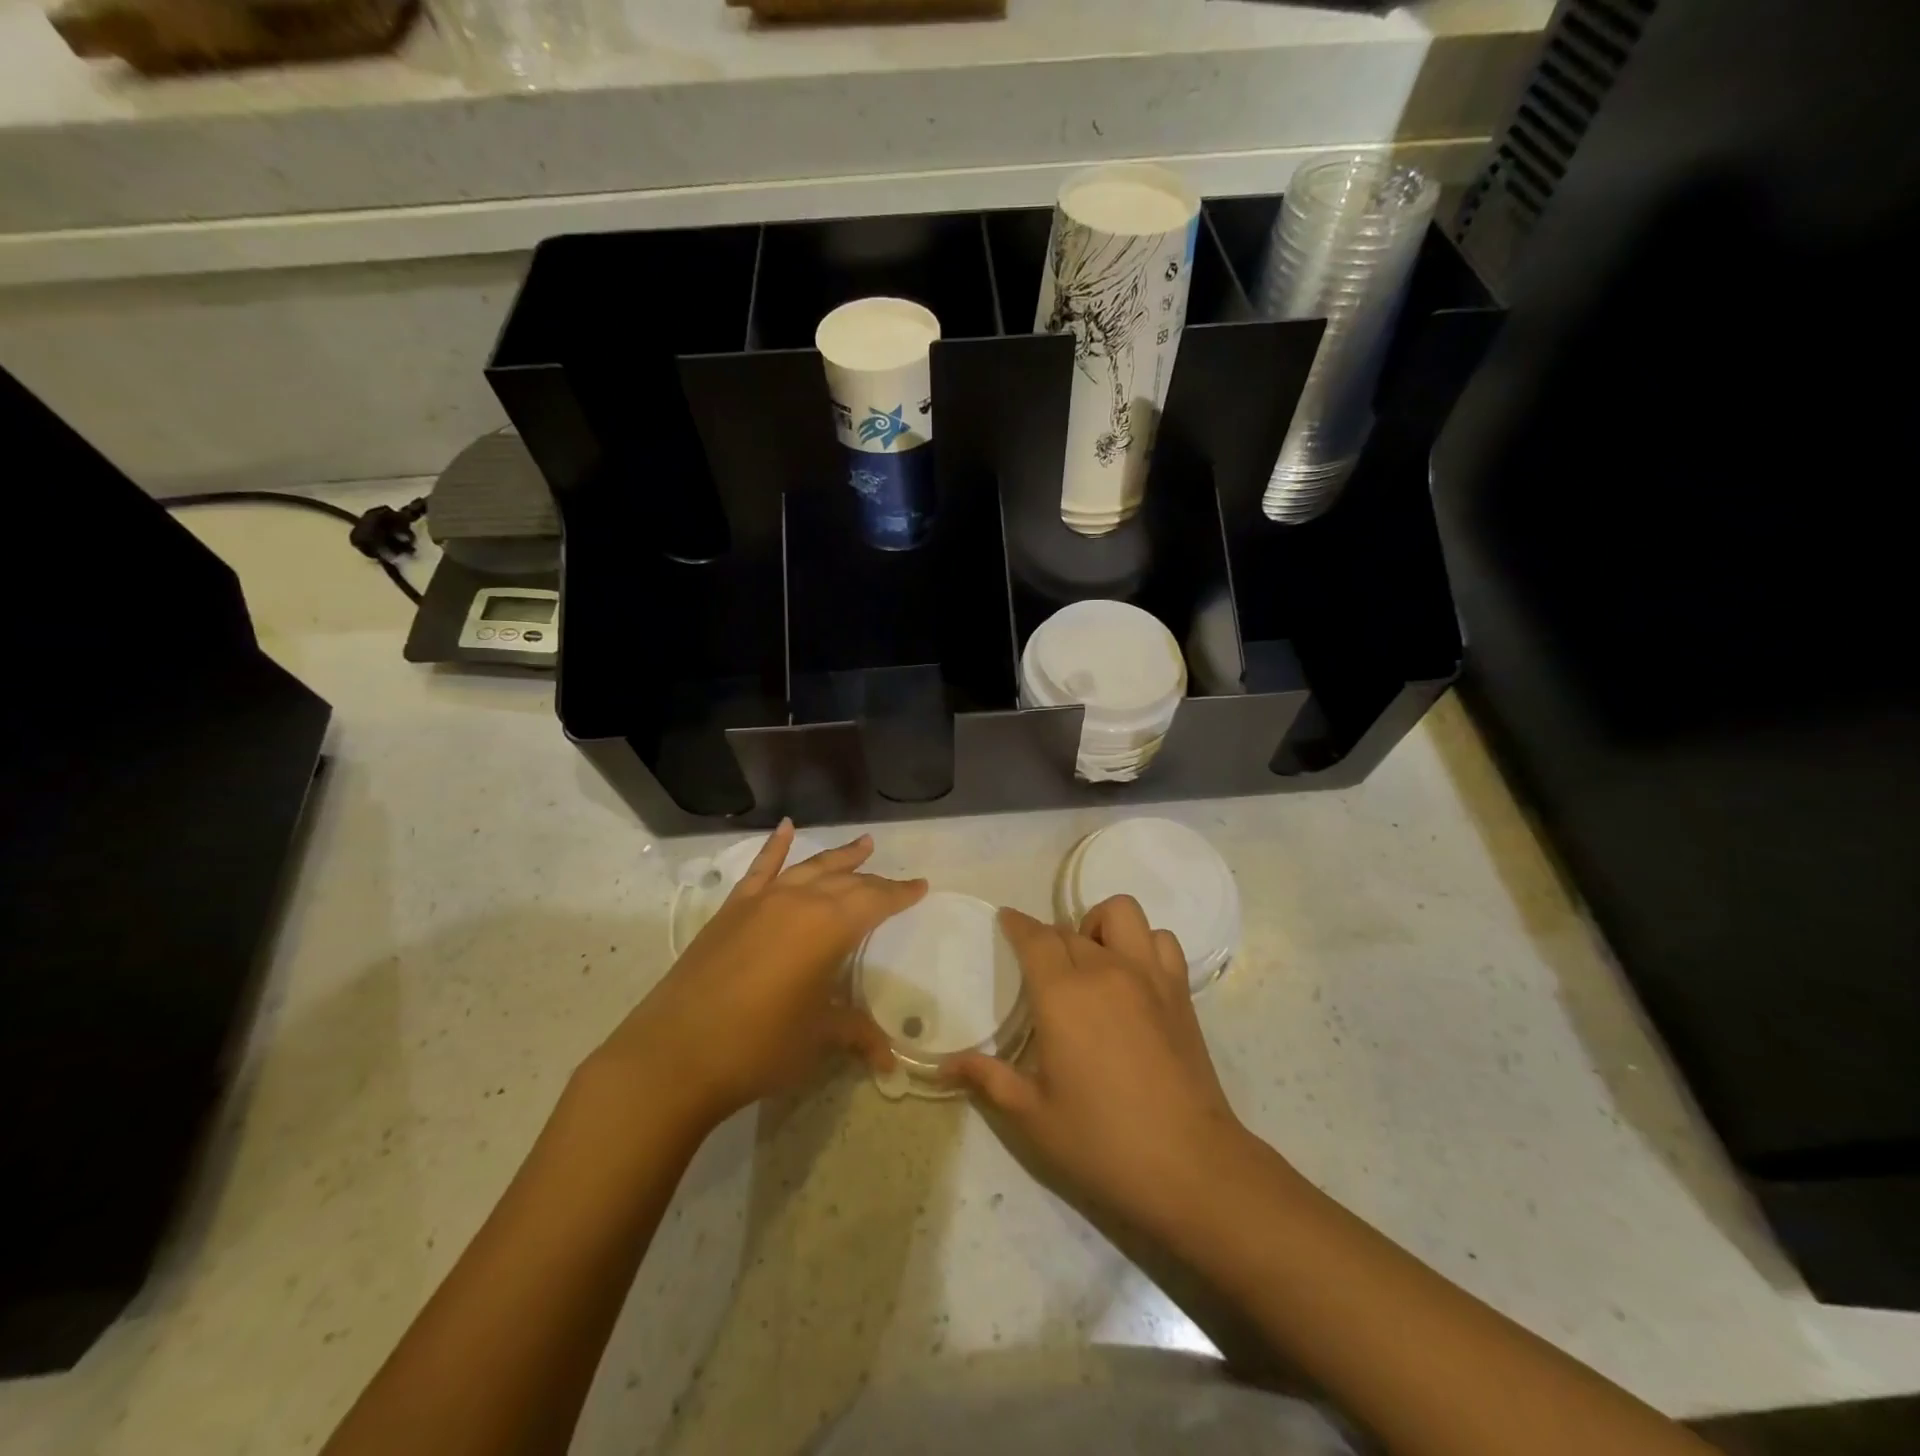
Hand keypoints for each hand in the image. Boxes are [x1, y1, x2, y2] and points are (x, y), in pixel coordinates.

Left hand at [593, 822, 926, 1128]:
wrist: (674, 1056)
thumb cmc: (759, 1046)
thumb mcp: (817, 1038)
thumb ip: (855, 1033)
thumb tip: (889, 1058)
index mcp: (829, 927)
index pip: (875, 901)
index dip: (900, 894)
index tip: (920, 886)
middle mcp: (798, 902)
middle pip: (846, 882)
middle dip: (873, 880)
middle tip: (894, 882)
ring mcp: (761, 901)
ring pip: (809, 869)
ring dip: (838, 857)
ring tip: (862, 843)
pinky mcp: (731, 910)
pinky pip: (759, 869)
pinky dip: (775, 847)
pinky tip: (786, 827)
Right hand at [948, 897, 1253, 1233]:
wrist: (1190, 1165)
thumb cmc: (1102, 1141)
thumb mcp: (1032, 1116)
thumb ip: (988, 1079)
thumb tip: (943, 1065)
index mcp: (1063, 994)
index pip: (1035, 937)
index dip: (1017, 924)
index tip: (1006, 920)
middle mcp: (1105, 970)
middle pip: (1070, 929)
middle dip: (1049, 938)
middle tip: (1041, 969)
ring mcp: (1148, 976)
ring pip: (1121, 914)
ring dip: (1099, 926)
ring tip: (1092, 960)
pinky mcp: (1179, 991)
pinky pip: (1161, 940)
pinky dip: (1143, 943)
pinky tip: (1133, 976)